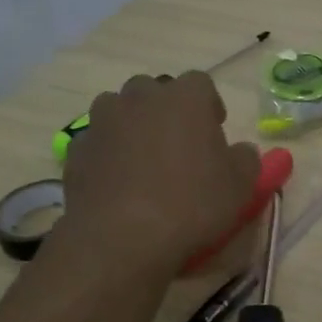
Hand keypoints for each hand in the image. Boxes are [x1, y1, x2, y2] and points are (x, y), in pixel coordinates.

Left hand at [58, 72, 260, 276]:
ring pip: (119, 110)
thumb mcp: (240, 185)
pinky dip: (107, 154)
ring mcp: (102, 121)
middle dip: (166, 110)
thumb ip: (245, 159)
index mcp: (185, 98)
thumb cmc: (192, 204)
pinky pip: (97, 142)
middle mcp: (140, 98)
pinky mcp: (75, 150)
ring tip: (143, 162)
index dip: (209, 105)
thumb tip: (239, 151)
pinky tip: (118, 183)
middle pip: (155, 91)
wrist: (121, 237)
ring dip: (132, 126)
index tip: (214, 131)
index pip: (200, 83)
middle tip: (179, 145)